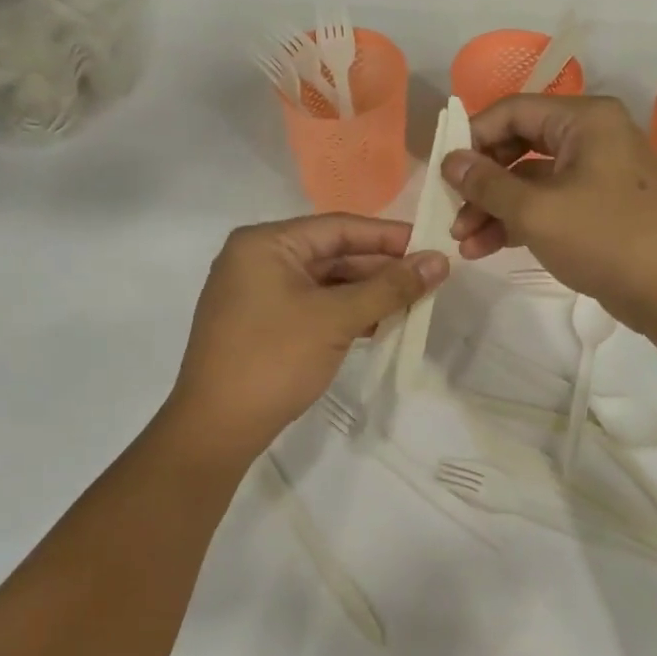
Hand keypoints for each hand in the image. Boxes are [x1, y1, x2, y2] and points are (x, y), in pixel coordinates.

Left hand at [169, 215, 447, 458]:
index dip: (389, 236)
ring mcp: (258, 293)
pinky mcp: (263, 323)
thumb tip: (440, 261)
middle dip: (381, 268)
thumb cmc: (275, 360)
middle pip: (332, 253)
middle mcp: (258, 259)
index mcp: (266, 244)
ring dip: (368, 292)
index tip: (432, 245)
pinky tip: (380, 324)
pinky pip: (313, 305)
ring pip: (325, 282)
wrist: (216, 427)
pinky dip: (346, 312)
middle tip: (429, 278)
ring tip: (414, 302)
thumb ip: (390, 288)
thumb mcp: (336, 319)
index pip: (339, 227)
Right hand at [443, 95, 656, 336]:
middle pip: (519, 146)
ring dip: (494, 208)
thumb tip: (449, 161)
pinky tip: (487, 249)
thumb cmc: (607, 238)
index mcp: (585, 119)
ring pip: (531, 181)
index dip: (472, 138)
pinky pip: (549, 205)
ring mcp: (598, 175)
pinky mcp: (599, 209)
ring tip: (463, 243)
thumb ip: (487, 184)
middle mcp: (593, 138)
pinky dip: (519, 222)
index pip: (513, 111)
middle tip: (451, 213)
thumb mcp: (537, 211)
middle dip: (481, 182)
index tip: (442, 172)